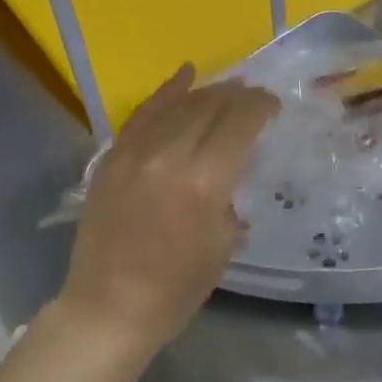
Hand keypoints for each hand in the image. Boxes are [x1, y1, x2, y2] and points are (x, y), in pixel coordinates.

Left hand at [58, 67, 279, 358]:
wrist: (108, 307)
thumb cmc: (177, 287)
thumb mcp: (225, 241)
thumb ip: (232, 191)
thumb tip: (235, 162)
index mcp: (205, 180)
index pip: (240, 121)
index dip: (261, 106)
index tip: (273, 105)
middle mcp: (170, 154)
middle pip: (211, 106)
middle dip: (238, 95)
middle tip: (255, 95)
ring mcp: (135, 152)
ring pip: (179, 104)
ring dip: (209, 92)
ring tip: (229, 87)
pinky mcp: (112, 156)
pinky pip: (143, 114)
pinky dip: (167, 92)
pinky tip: (185, 74)